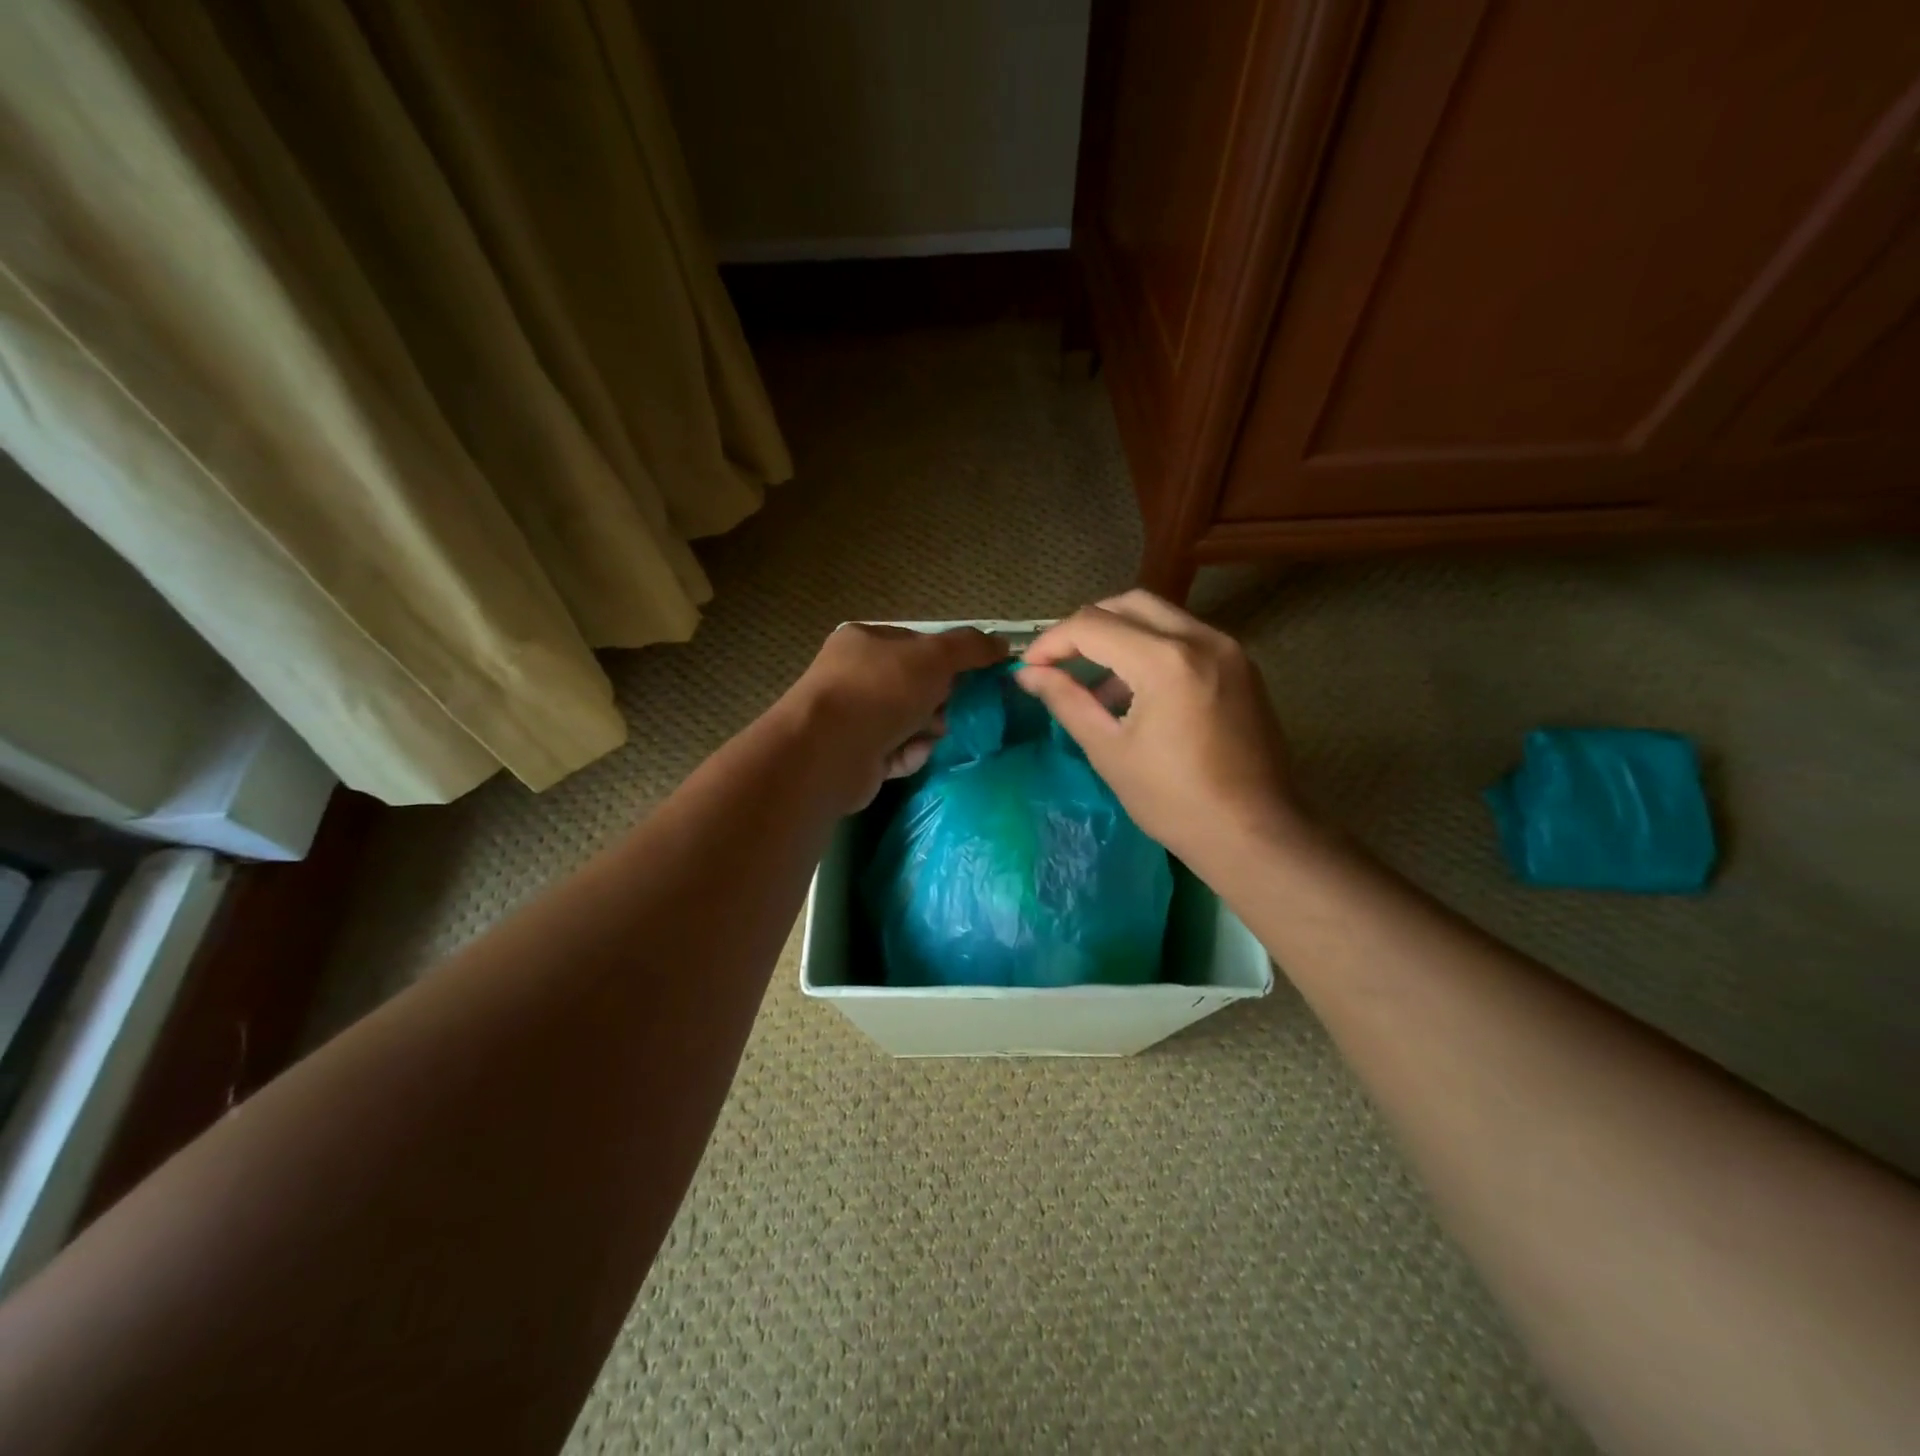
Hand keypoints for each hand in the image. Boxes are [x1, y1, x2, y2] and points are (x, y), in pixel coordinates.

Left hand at [783, 623, 1006, 810]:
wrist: (830, 751)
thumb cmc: (881, 690)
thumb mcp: (934, 657)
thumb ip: (970, 648)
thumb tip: (1002, 644)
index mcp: (864, 642)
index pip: (916, 645)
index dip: (947, 660)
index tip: (971, 677)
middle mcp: (853, 676)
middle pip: (914, 686)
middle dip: (939, 701)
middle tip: (950, 711)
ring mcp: (852, 718)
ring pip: (909, 721)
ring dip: (927, 731)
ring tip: (930, 737)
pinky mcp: (855, 755)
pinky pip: (896, 751)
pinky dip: (909, 754)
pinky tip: (909, 756)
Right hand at [1015, 591, 1306, 870]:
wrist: (1255, 834)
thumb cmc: (1174, 801)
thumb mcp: (1109, 751)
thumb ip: (1067, 701)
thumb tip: (1028, 675)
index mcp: (1165, 660)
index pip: (1092, 625)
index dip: (1051, 642)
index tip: (1029, 668)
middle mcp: (1201, 639)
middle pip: (1128, 604)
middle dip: (1086, 628)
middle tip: (1060, 663)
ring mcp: (1228, 649)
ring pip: (1160, 616)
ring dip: (1120, 636)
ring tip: (1097, 688)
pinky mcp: (1242, 666)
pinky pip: (1186, 638)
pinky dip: (1152, 649)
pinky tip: (1137, 693)